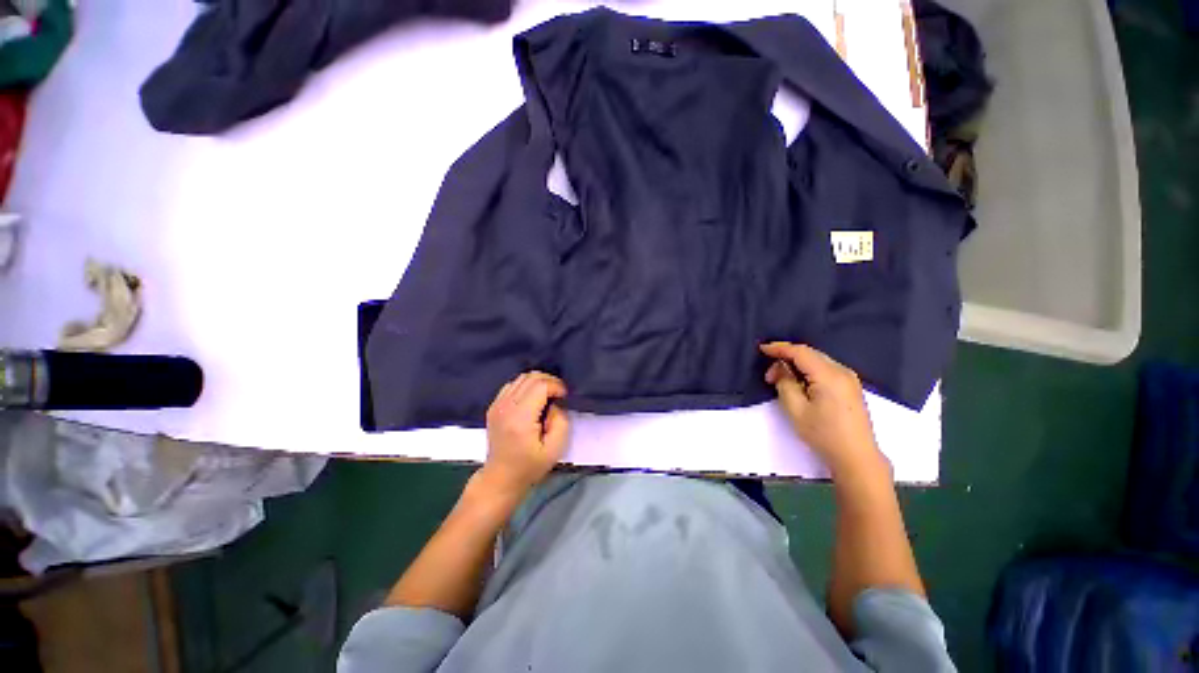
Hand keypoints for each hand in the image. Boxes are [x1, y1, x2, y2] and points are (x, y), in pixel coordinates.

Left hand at [480, 371, 569, 497]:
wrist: (501, 478)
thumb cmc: (530, 466)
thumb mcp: (555, 448)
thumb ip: (560, 421)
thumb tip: (555, 403)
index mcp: (520, 418)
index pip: (540, 385)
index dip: (557, 386)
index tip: (565, 396)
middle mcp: (506, 406)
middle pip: (530, 377)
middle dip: (549, 381)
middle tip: (559, 394)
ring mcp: (497, 405)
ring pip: (521, 378)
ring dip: (538, 382)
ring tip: (548, 395)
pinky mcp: (494, 406)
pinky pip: (512, 385)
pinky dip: (525, 385)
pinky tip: (532, 398)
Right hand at [760, 342, 886, 477]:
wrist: (856, 457)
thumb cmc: (823, 434)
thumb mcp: (796, 410)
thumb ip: (785, 383)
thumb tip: (780, 368)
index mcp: (829, 375)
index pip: (801, 352)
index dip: (779, 348)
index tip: (761, 349)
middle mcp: (842, 371)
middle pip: (810, 354)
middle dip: (787, 358)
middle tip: (770, 375)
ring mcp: (849, 379)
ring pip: (817, 361)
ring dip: (797, 365)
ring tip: (781, 380)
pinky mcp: (850, 387)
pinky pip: (825, 368)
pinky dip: (809, 370)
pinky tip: (799, 381)